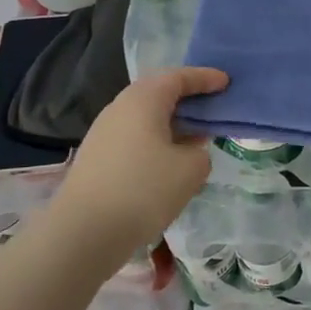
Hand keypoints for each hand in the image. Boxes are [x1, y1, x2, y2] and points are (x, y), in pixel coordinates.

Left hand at [39, 66, 227, 257]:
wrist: (84, 232)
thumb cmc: (144, 190)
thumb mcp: (191, 169)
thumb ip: (200, 152)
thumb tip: (188, 151)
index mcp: (144, 100)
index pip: (179, 77)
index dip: (205, 78)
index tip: (226, 82)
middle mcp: (120, 108)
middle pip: (158, 93)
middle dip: (186, 98)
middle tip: (211, 106)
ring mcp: (103, 133)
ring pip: (144, 117)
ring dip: (171, 122)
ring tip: (194, 137)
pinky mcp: (96, 157)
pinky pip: (134, 137)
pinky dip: (156, 140)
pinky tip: (168, 161)